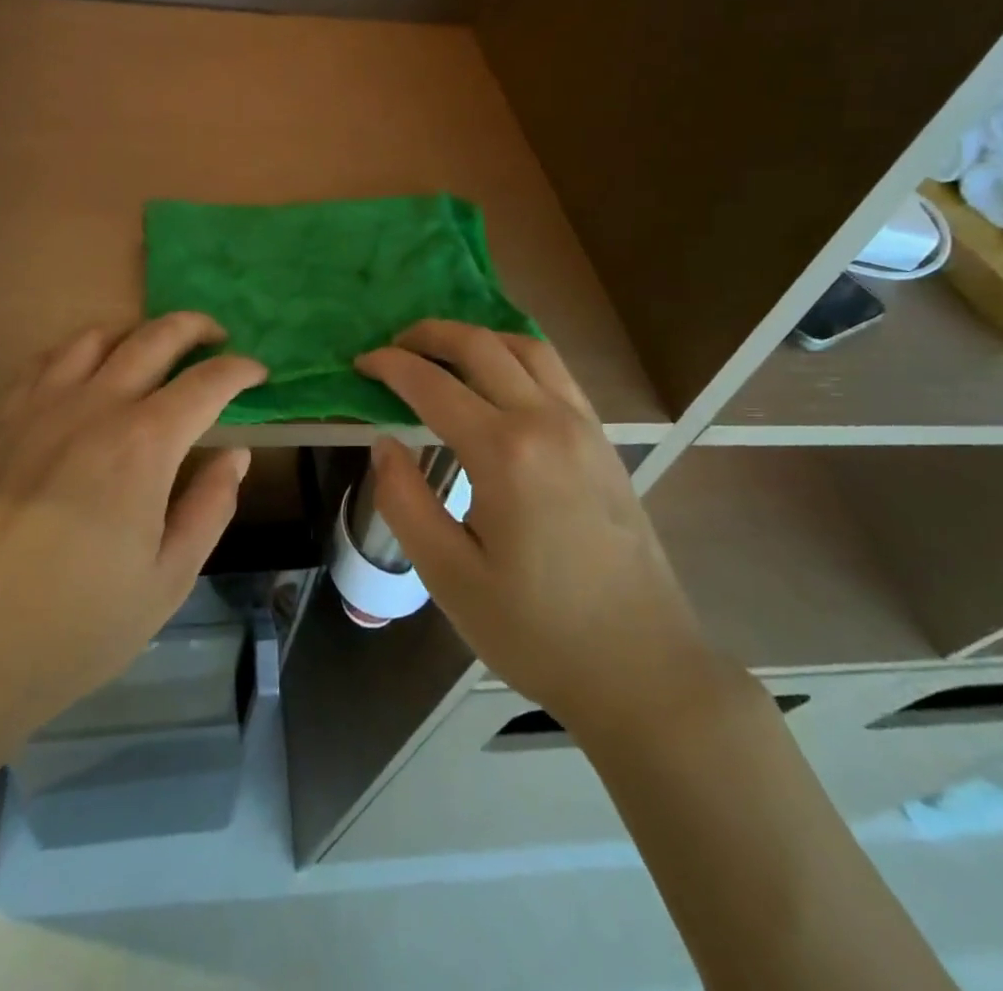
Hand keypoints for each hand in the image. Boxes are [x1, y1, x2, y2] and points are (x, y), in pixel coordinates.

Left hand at [0, 313, 265, 774]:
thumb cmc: (76, 625)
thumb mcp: (168, 580)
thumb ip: (210, 507)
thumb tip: (235, 455)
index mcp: (144, 445)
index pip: (207, 383)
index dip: (240, 371)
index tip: (259, 374)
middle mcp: (95, 407)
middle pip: (154, 338)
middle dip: (195, 329)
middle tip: (217, 339)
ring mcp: (41, 408)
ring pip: (96, 337)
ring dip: (137, 332)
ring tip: (155, 351)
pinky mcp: (1, 421)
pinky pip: (46, 360)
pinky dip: (80, 350)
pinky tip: (87, 373)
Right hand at [356, 321, 717, 728]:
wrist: (642, 668)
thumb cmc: (537, 631)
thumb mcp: (449, 578)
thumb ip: (405, 501)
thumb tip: (384, 444)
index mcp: (504, 453)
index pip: (433, 385)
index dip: (390, 366)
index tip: (360, 362)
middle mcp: (547, 421)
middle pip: (481, 346)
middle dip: (430, 334)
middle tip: (394, 345)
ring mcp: (584, 426)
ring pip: (526, 347)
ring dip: (476, 336)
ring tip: (441, 349)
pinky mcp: (603, 441)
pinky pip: (556, 371)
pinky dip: (516, 354)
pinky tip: (498, 376)